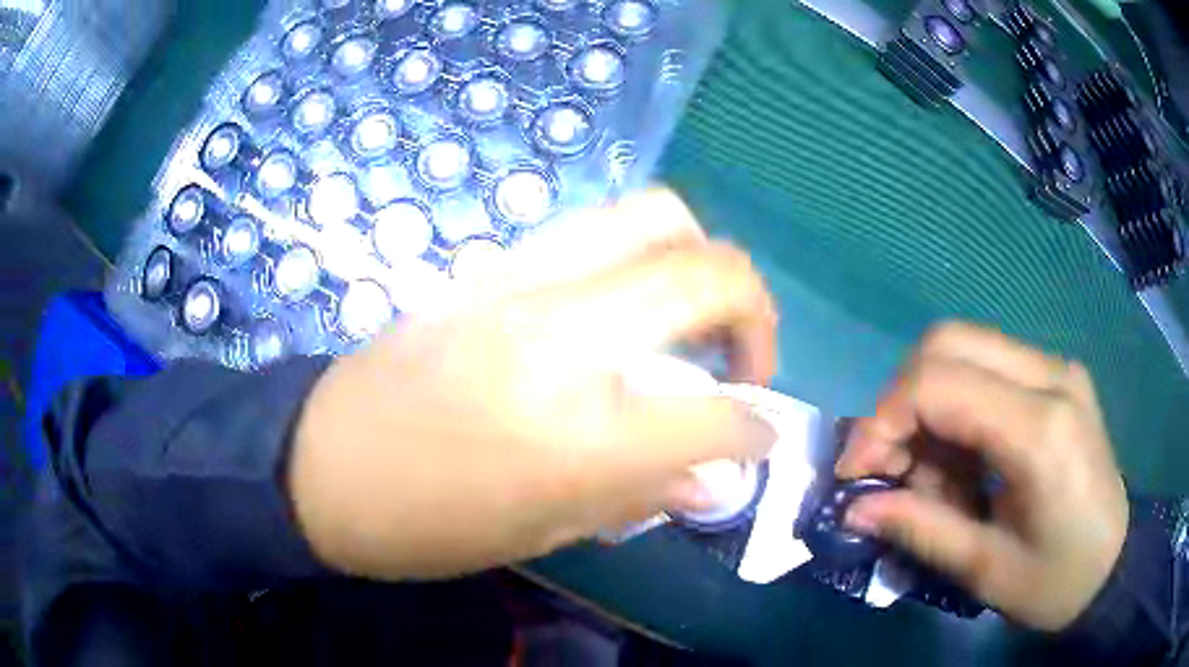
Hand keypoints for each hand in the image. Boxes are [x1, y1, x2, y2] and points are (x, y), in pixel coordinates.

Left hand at [289, 189, 777, 580]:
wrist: (319, 462)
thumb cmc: (425, 523)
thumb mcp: (541, 532)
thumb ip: (643, 494)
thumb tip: (717, 478)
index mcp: (579, 432)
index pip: (717, 411)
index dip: (756, 427)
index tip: (761, 435)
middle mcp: (563, 336)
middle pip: (708, 270)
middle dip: (755, 311)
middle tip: (744, 363)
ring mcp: (522, 283)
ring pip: (652, 216)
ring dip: (699, 262)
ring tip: (693, 322)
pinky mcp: (490, 267)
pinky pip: (593, 230)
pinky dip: (638, 257)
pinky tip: (625, 311)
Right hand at [836, 322, 1127, 631]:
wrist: (1113, 563)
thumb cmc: (1056, 581)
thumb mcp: (985, 570)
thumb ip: (920, 528)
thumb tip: (854, 508)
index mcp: (1040, 430)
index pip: (939, 382)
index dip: (883, 420)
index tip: (859, 473)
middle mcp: (1050, 377)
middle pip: (948, 342)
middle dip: (900, 401)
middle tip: (890, 464)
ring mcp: (1057, 369)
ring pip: (965, 347)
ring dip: (928, 403)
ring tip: (929, 471)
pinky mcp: (1057, 376)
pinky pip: (989, 364)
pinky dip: (957, 403)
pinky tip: (963, 456)